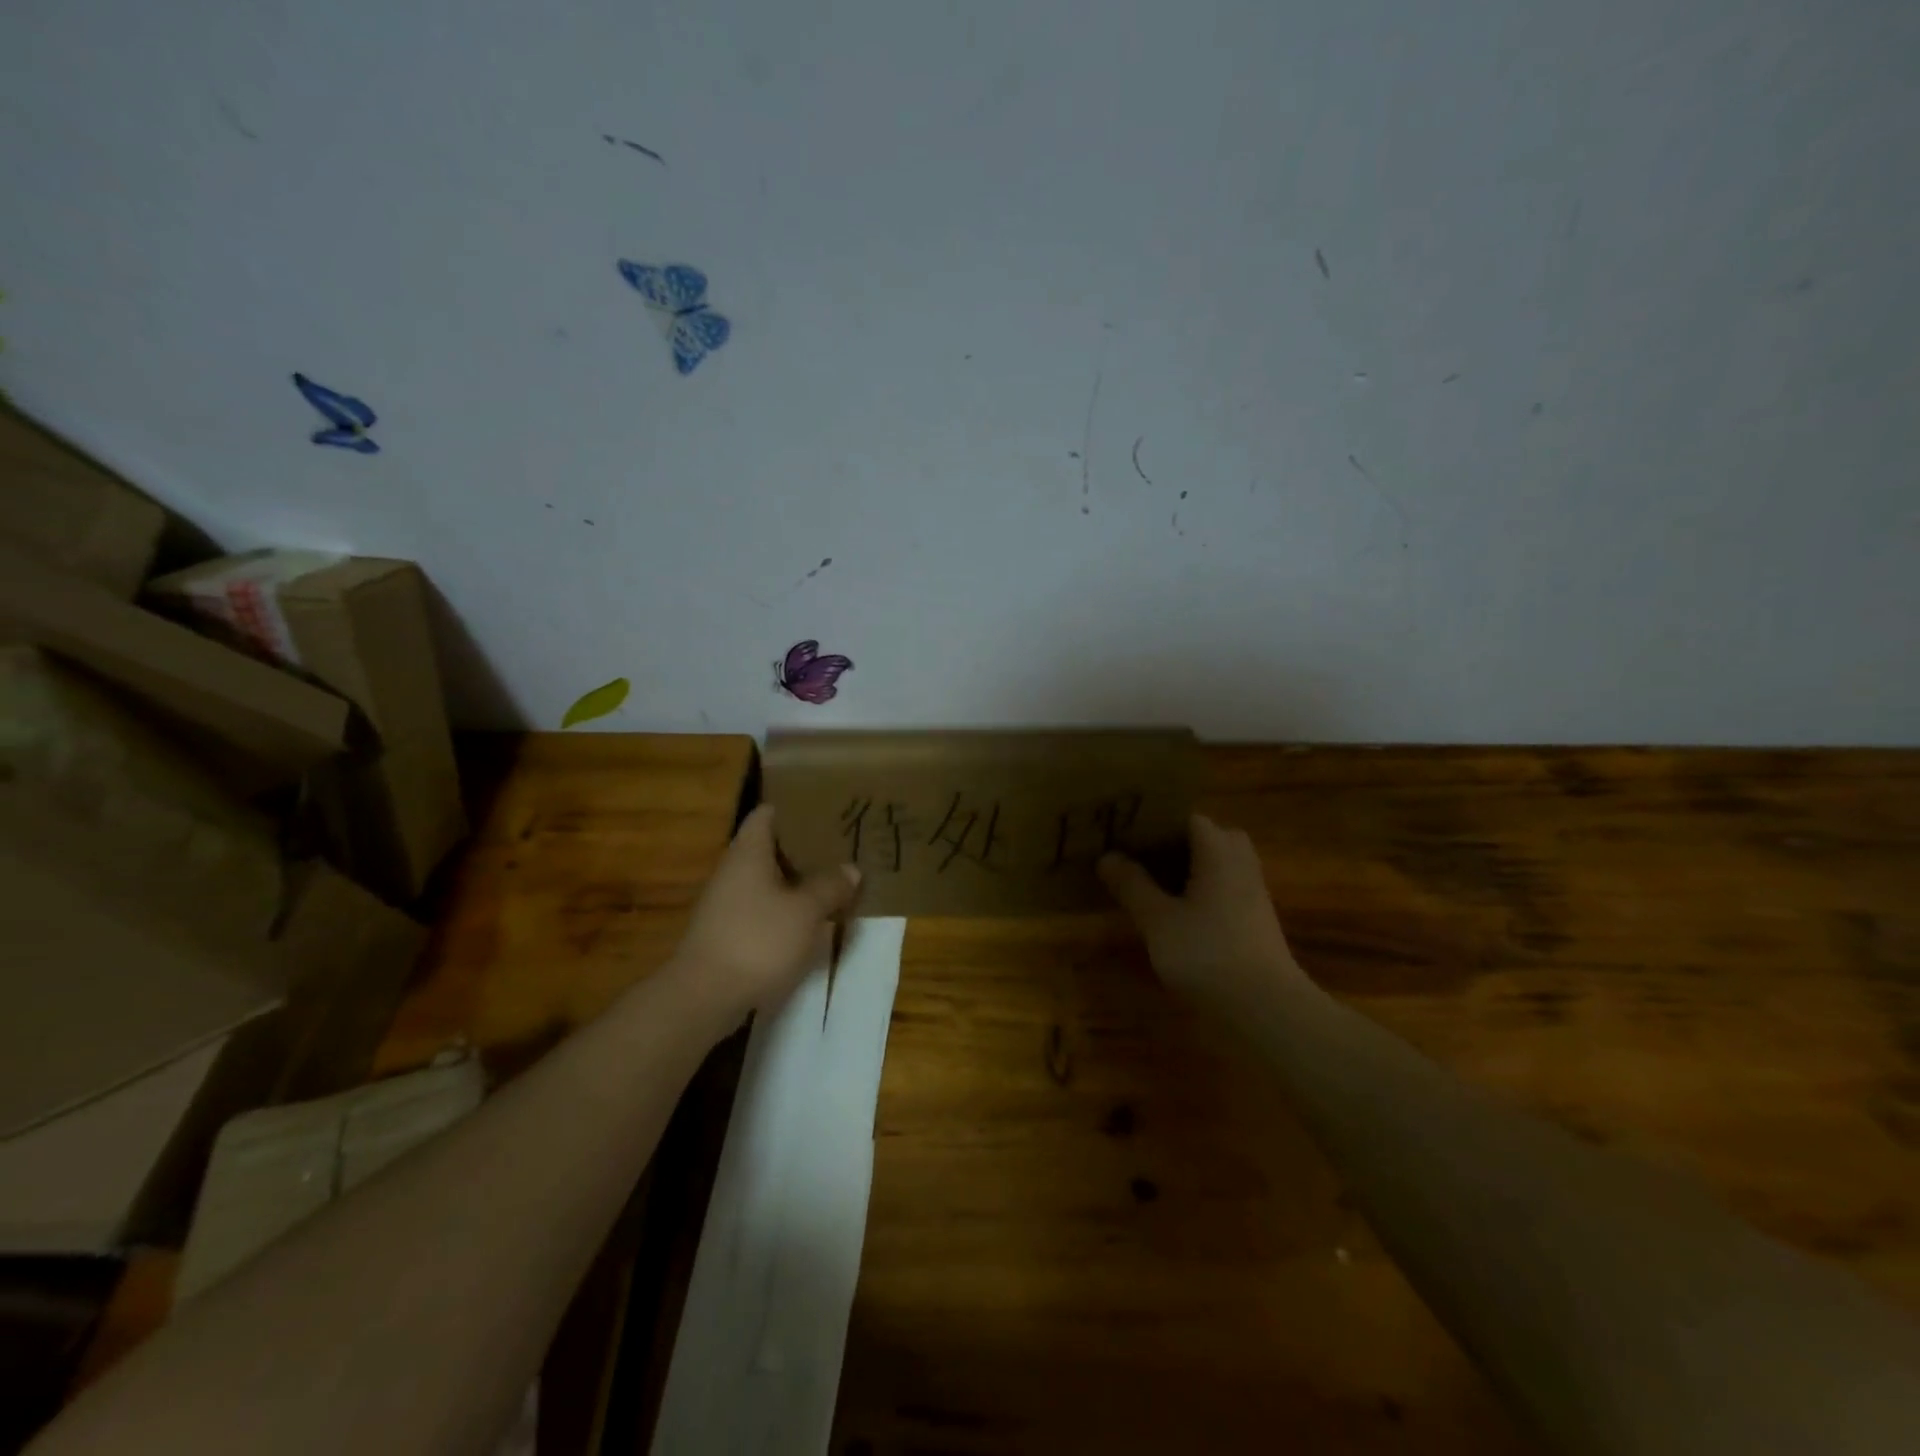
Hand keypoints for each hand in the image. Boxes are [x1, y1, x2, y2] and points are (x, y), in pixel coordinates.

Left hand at [669, 805, 860, 1024]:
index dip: (794, 808)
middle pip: (769, 846)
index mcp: (749, 851)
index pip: (767, 813)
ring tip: (831, 881)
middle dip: (802, 847)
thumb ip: (830, 887)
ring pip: (766, 879)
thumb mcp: (806, 912)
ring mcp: (725, 902)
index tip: (824, 810)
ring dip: (795, 880)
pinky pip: (760, 906)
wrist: (704, 996)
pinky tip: (808, 918)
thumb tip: (851, 869)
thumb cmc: (758, 940)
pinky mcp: (726, 931)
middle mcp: (733, 869)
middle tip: (838, 847)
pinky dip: (784, 907)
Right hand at [1098, 814, 1306, 1017]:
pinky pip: (1225, 889)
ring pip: (1218, 865)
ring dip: (1189, 870)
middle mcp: (1240, 863)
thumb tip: (1107, 857)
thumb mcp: (1157, 920)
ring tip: (1152, 885)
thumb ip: (1132, 885)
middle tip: (1141, 858)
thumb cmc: (1207, 953)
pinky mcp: (1256, 920)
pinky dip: (1202, 892)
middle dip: (1176, 844)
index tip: (1126, 833)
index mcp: (1217, 851)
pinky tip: (1178, 915)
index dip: (1156, 822)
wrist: (1266, 1008)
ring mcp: (1253, 892)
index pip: (1187, 818)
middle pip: (1208, 838)